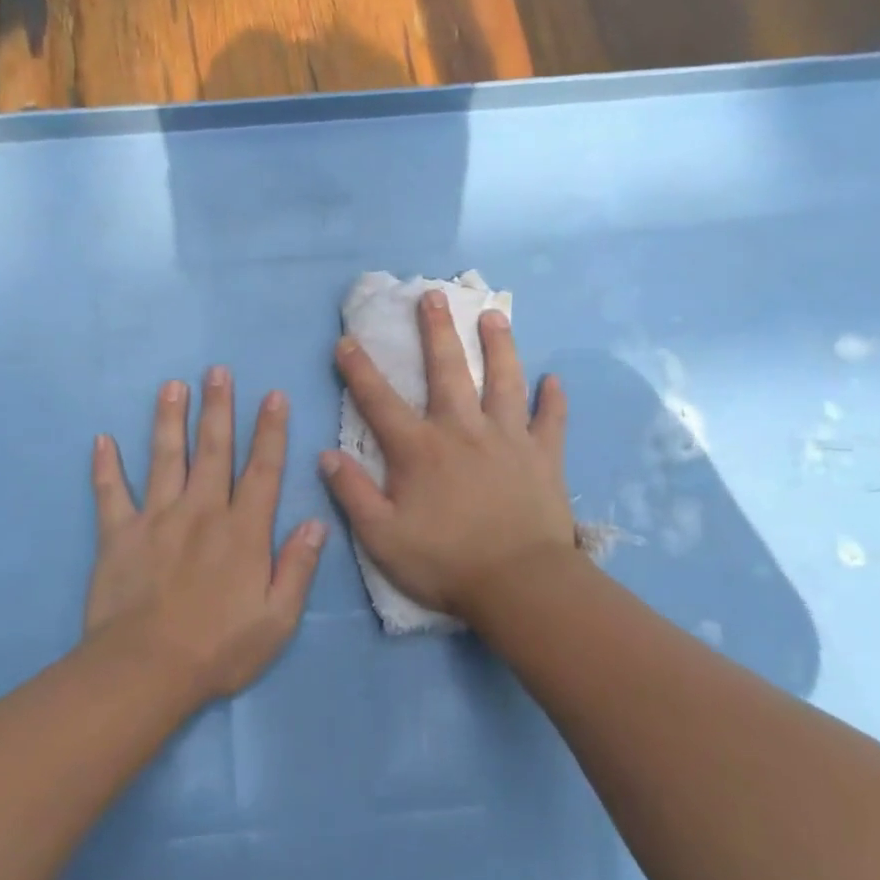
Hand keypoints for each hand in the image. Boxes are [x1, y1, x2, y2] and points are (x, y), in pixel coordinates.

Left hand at [87, 368, 326, 700]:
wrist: (147, 670)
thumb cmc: (219, 648)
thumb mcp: (277, 619)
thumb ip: (298, 567)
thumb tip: (317, 522)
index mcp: (243, 531)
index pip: (263, 470)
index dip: (270, 431)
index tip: (272, 395)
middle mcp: (202, 512)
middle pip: (213, 450)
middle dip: (218, 408)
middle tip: (217, 371)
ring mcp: (157, 519)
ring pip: (165, 458)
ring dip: (169, 420)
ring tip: (172, 385)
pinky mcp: (119, 535)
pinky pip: (110, 494)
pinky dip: (105, 468)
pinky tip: (101, 440)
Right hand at [319, 291, 580, 622]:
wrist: (518, 584)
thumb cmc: (444, 562)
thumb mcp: (381, 537)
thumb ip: (352, 493)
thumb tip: (325, 455)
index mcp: (419, 450)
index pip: (379, 401)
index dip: (358, 370)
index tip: (346, 341)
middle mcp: (463, 431)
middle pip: (447, 371)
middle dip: (437, 331)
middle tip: (433, 295)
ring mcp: (508, 439)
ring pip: (504, 381)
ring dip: (498, 346)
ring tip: (494, 315)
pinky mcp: (543, 457)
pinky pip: (551, 421)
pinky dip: (553, 400)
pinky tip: (555, 380)